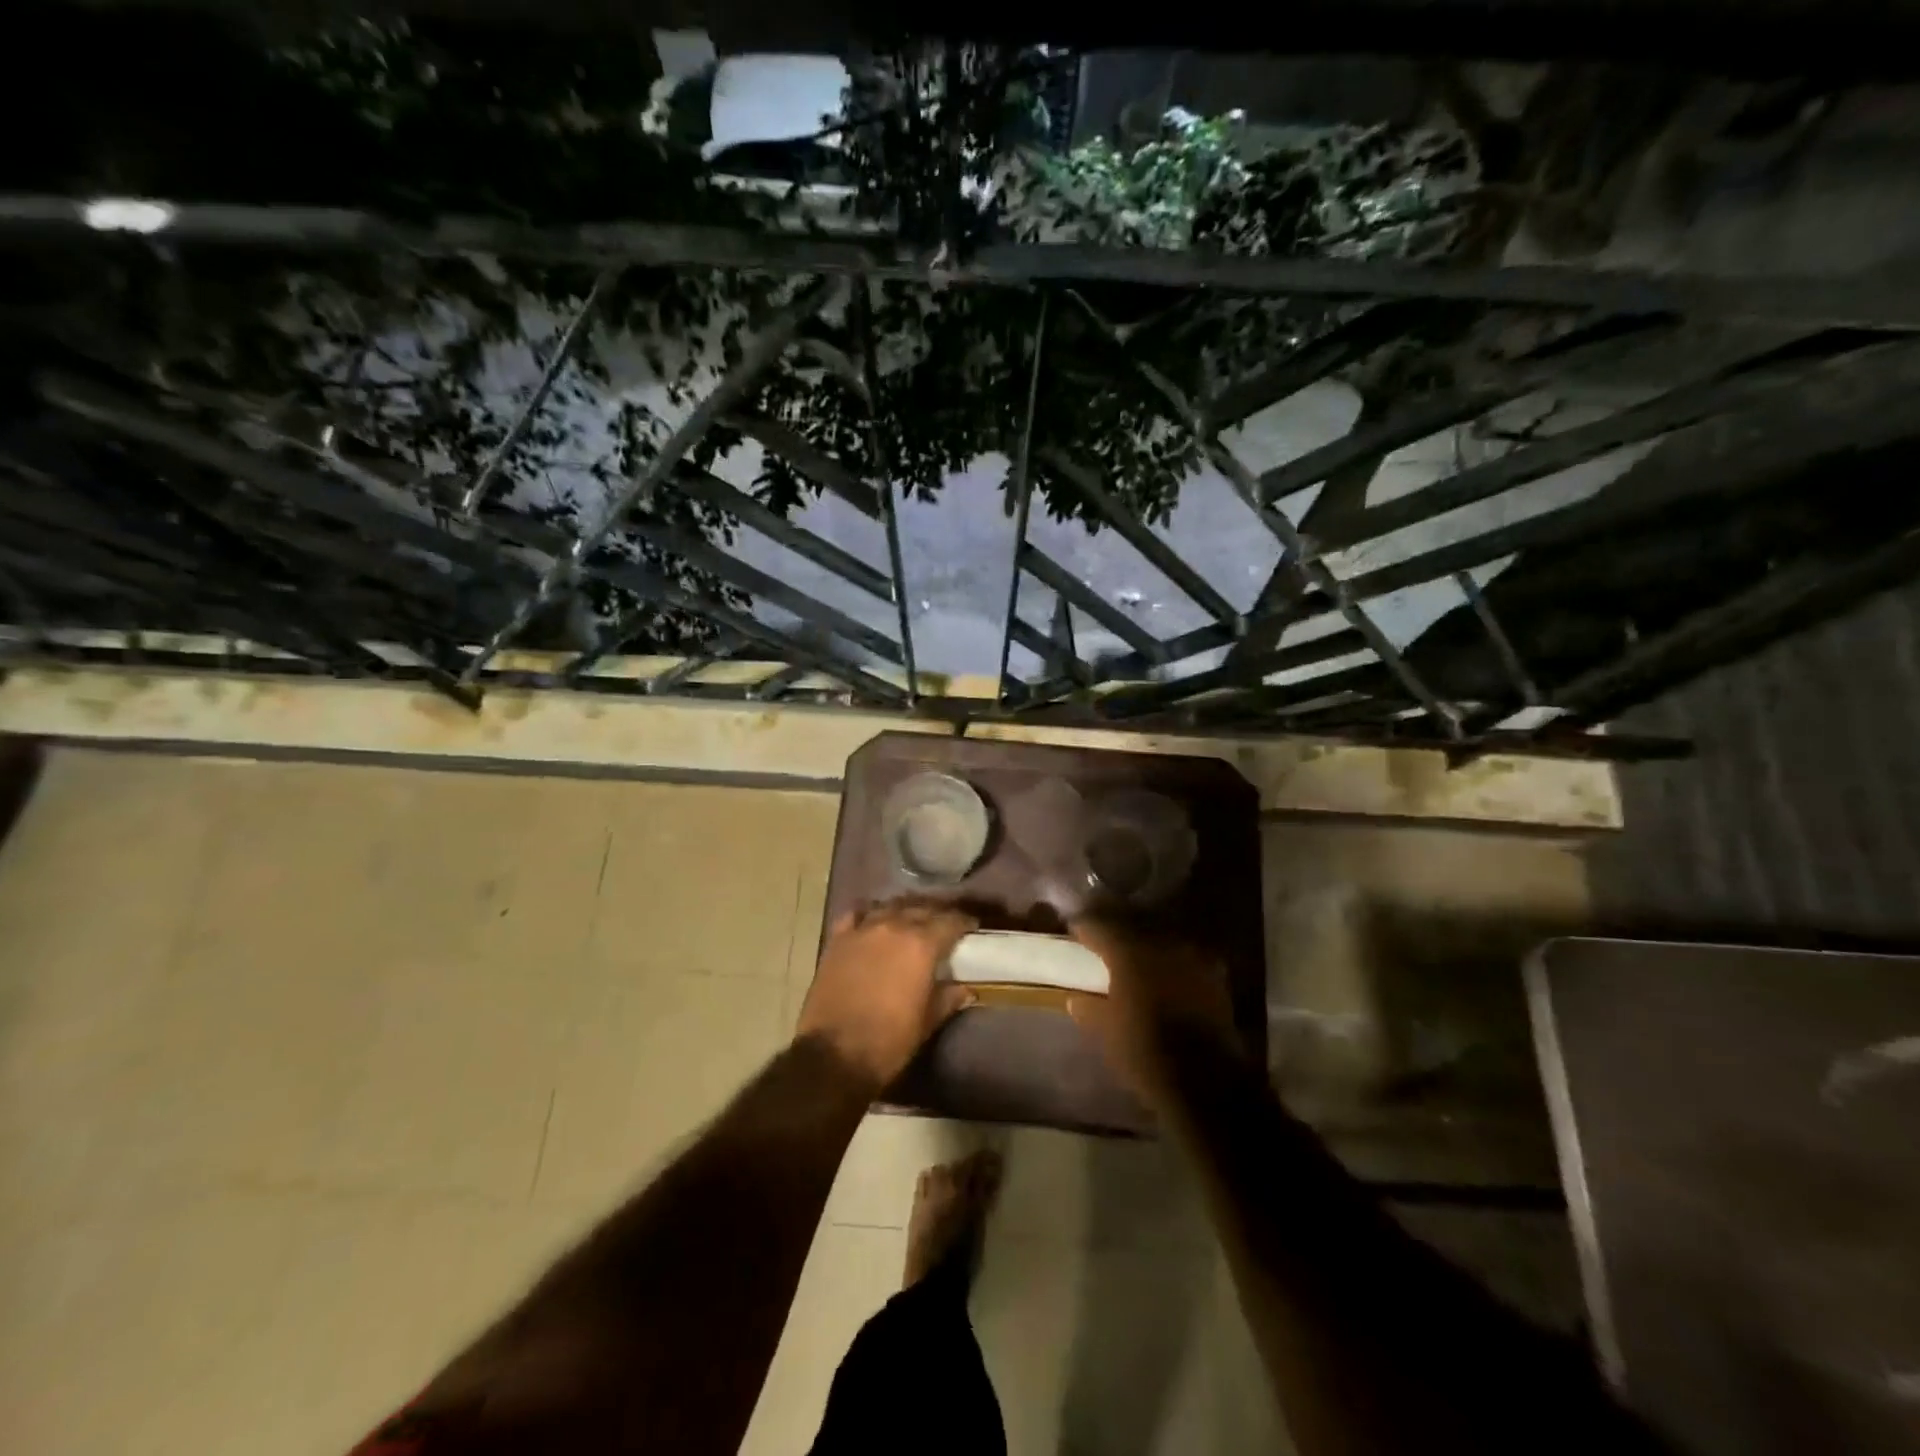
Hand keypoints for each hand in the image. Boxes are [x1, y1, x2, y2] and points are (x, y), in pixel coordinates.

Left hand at [796, 897, 979, 1093]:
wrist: (834, 1055)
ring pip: (891, 906)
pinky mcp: (838, 939)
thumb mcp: (926, 1022)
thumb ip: (948, 998)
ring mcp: (862, 929)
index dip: (964, 922)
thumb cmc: (889, 1041)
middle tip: (945, 924)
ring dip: (905, 911)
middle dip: (937, 914)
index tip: (972, 926)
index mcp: (921, 945)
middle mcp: (894, 926)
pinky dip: (869, 914)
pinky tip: (874, 922)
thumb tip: (966, 989)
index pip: (950, 921)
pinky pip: (857, 914)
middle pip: (921, 908)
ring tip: (912, 921)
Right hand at [1066, 918, 1242, 1104]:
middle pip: (1133, 927)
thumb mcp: (1106, 1033)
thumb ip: (1089, 1009)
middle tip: (1105, 945)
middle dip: (1117, 934)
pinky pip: (1185, 958)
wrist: (1207, 1081)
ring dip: (1147, 947)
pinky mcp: (1215, 976)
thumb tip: (1076, 999)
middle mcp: (1161, 944)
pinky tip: (1167, 976)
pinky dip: (1172, 964)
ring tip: (1136, 960)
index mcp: (1128, 953)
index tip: (1075, 934)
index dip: (1084, 930)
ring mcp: (1192, 957)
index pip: (1099, 927)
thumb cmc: (1146, 1053)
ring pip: (1162, 939)